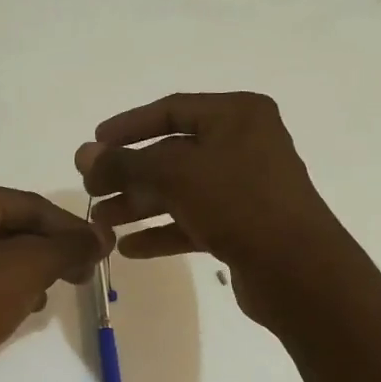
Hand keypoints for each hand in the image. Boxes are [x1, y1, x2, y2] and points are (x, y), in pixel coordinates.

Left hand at [0, 181, 110, 381]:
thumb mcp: (24, 269)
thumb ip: (67, 248)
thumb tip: (102, 234)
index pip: (32, 205)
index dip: (72, 229)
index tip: (101, 255)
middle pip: (13, 227)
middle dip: (49, 253)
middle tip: (81, 278)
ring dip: (27, 272)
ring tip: (46, 296)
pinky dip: (1, 288)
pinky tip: (16, 309)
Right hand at [76, 92, 351, 325]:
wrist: (297, 270)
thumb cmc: (238, 203)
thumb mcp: (175, 174)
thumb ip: (125, 162)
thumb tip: (84, 154)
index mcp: (237, 116)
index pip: (171, 110)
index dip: (128, 126)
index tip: (94, 144)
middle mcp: (244, 145)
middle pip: (171, 154)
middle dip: (128, 174)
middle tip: (90, 191)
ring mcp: (244, 188)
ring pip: (180, 190)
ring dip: (139, 205)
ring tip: (101, 223)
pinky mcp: (243, 227)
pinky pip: (192, 222)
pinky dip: (162, 232)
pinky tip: (129, 248)